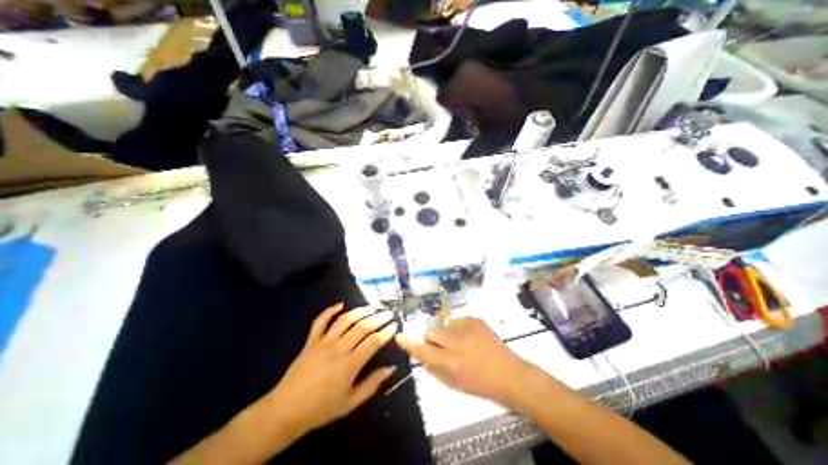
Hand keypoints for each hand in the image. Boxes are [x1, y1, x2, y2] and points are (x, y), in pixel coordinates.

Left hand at [265, 304, 393, 435]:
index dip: (386, 332)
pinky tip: (340, 304)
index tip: (395, 325)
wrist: (285, 411)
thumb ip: (372, 384)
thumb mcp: (350, 403)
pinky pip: (320, 321)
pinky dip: (330, 310)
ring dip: (361, 311)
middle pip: (362, 327)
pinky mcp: (311, 341)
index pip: (373, 342)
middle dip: (378, 318)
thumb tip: (391, 368)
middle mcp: (338, 348)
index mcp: (349, 365)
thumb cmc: (321, 409)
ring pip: (345, 320)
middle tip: (389, 313)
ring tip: (373, 306)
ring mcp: (323, 342)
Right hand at [395, 317, 544, 408]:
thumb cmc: (479, 384)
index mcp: (449, 361)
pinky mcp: (474, 319)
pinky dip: (459, 329)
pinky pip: (457, 321)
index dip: (409, 343)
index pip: (422, 350)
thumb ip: (434, 369)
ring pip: (444, 326)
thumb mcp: (453, 384)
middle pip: (431, 333)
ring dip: (447, 335)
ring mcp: (465, 327)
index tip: (400, 336)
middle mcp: (454, 341)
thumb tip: (423, 357)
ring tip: (461, 344)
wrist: (508, 373)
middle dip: (432, 340)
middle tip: (443, 348)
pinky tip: (471, 338)